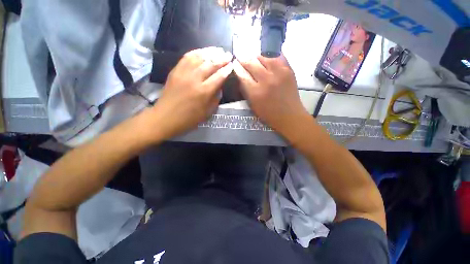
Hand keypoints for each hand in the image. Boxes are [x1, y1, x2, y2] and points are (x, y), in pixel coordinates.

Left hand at [150, 47, 232, 139]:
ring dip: (210, 52)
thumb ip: (215, 98)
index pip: (219, 77)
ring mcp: (183, 73)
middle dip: (221, 59)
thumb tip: (219, 86)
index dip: (227, 70)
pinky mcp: (175, 71)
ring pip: (199, 57)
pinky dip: (196, 52)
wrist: (165, 117)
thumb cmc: (189, 119)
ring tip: (218, 50)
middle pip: (210, 64)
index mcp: (204, 92)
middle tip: (228, 55)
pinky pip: (186, 57)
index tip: (232, 65)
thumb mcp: (207, 112)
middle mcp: (194, 79)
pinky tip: (203, 51)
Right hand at [233, 55, 308, 137]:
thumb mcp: (253, 105)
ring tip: (255, 61)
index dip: (237, 67)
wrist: (290, 116)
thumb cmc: (269, 114)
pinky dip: (270, 57)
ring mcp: (279, 73)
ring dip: (256, 58)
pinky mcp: (289, 70)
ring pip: (263, 57)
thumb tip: (240, 76)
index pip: (242, 75)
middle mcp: (266, 80)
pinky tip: (267, 59)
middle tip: (242, 60)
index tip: (234, 63)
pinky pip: (277, 57)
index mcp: (256, 92)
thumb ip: (245, 90)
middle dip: (244, 60)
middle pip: (251, 63)